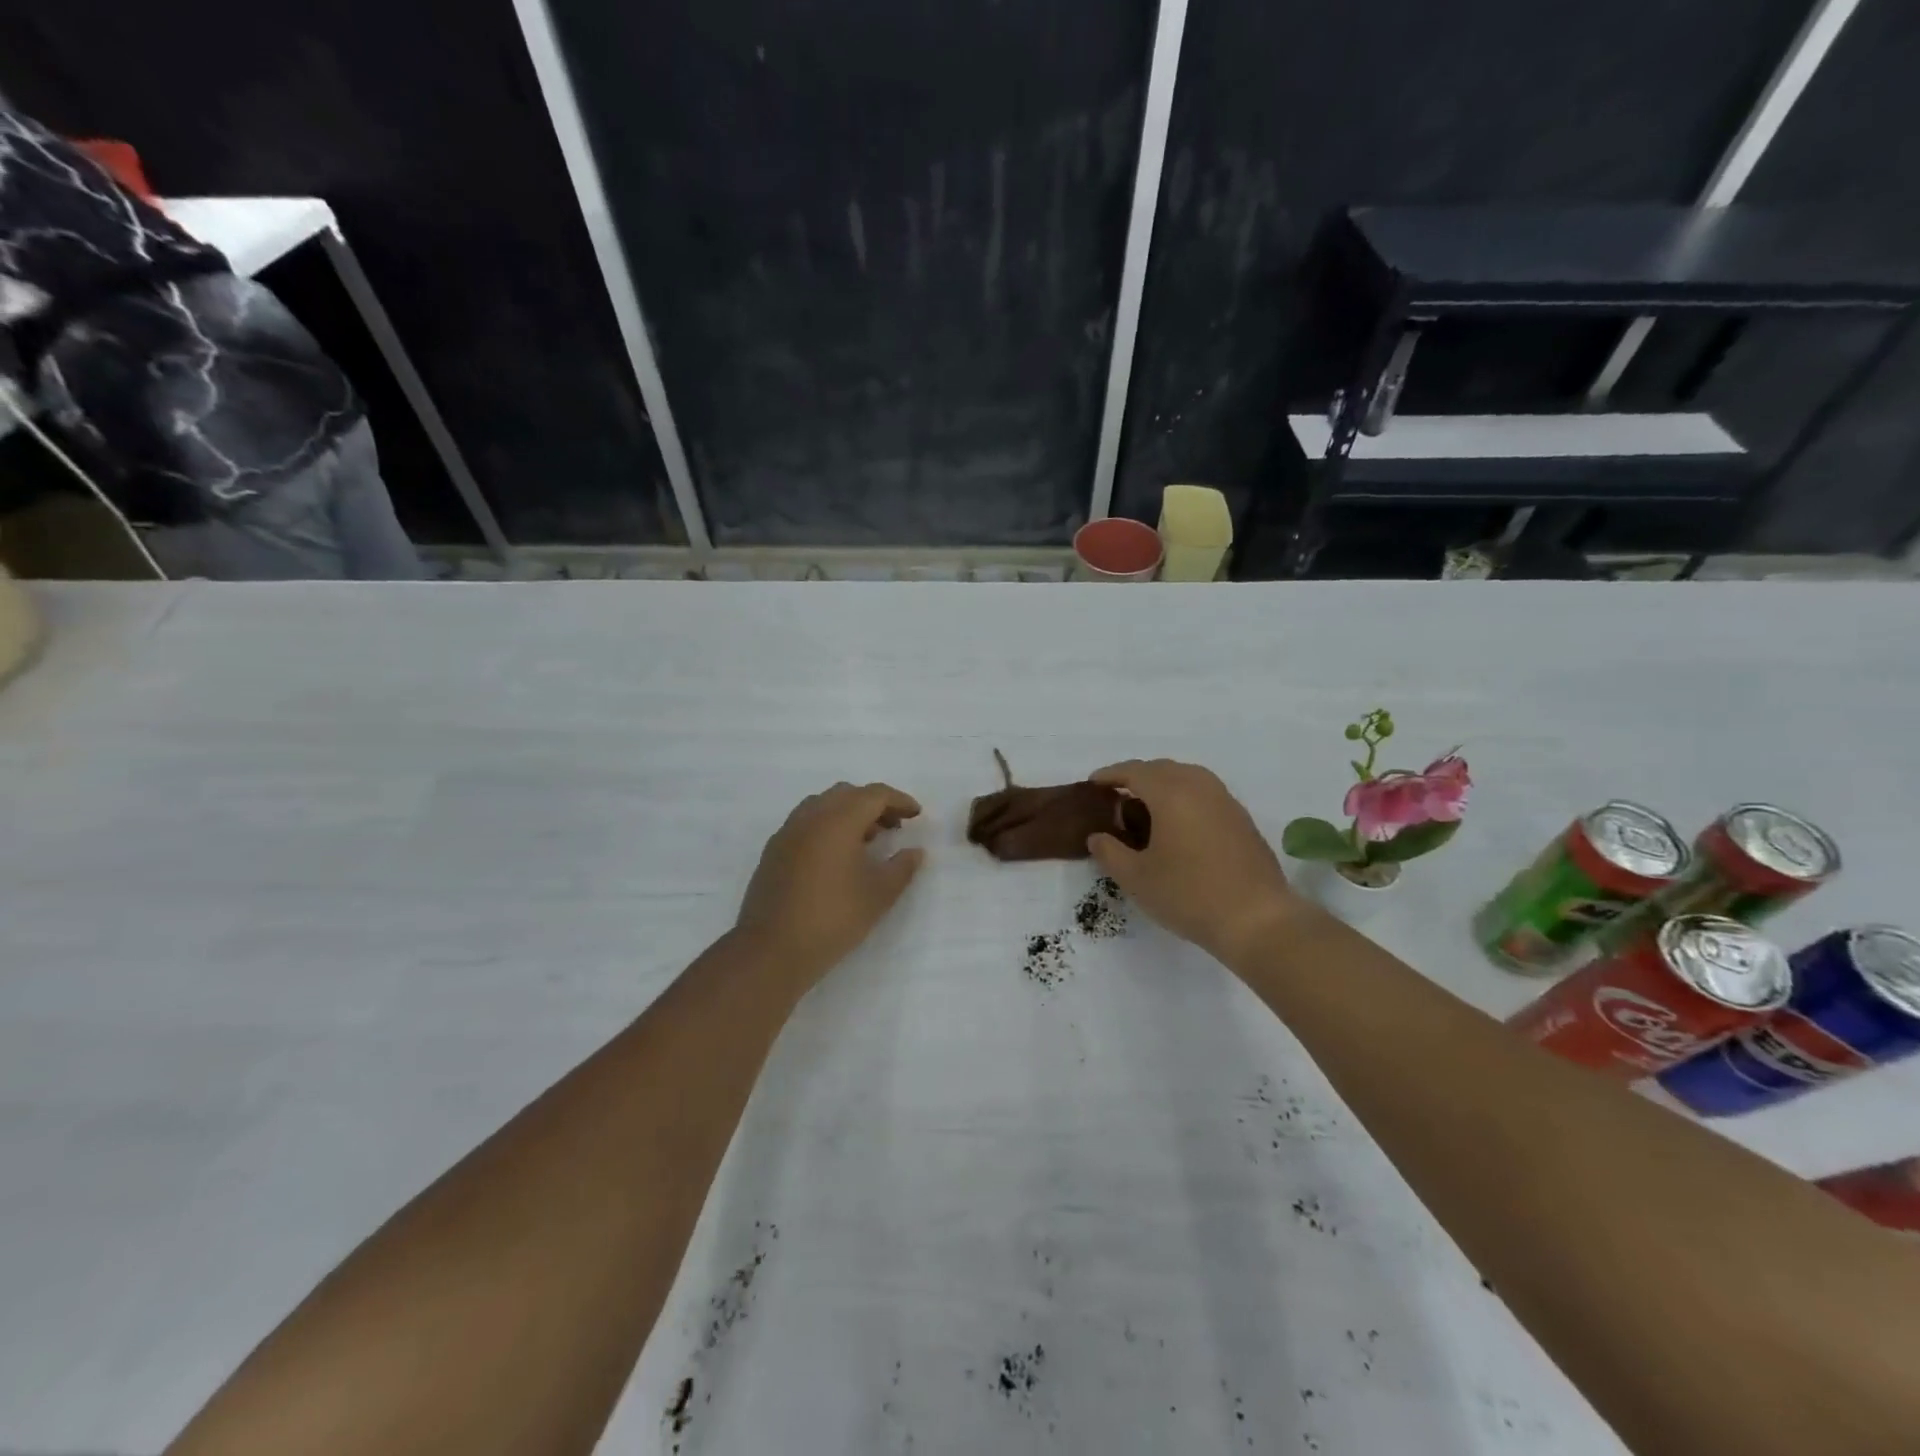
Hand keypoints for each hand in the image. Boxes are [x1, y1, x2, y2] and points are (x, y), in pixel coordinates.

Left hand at [734, 782, 924, 987]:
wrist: (773, 950)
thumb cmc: (834, 917)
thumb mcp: (879, 895)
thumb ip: (902, 868)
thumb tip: (915, 852)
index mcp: (838, 819)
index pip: (874, 795)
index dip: (899, 800)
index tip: (916, 815)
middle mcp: (810, 817)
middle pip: (847, 794)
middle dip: (874, 804)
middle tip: (894, 827)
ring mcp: (787, 832)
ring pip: (823, 806)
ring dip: (848, 814)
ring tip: (867, 841)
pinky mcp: (774, 851)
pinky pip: (806, 823)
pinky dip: (827, 827)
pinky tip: (837, 858)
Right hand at [1086, 759, 1301, 963]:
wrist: (1257, 919)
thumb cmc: (1189, 895)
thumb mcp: (1136, 878)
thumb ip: (1110, 852)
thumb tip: (1098, 836)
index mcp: (1171, 793)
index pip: (1134, 772)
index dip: (1110, 775)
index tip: (1093, 784)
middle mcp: (1200, 787)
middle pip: (1161, 768)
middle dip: (1136, 777)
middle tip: (1116, 796)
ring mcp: (1225, 801)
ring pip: (1187, 777)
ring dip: (1163, 784)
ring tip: (1146, 807)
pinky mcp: (1241, 819)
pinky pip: (1205, 793)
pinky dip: (1184, 797)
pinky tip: (1178, 824)